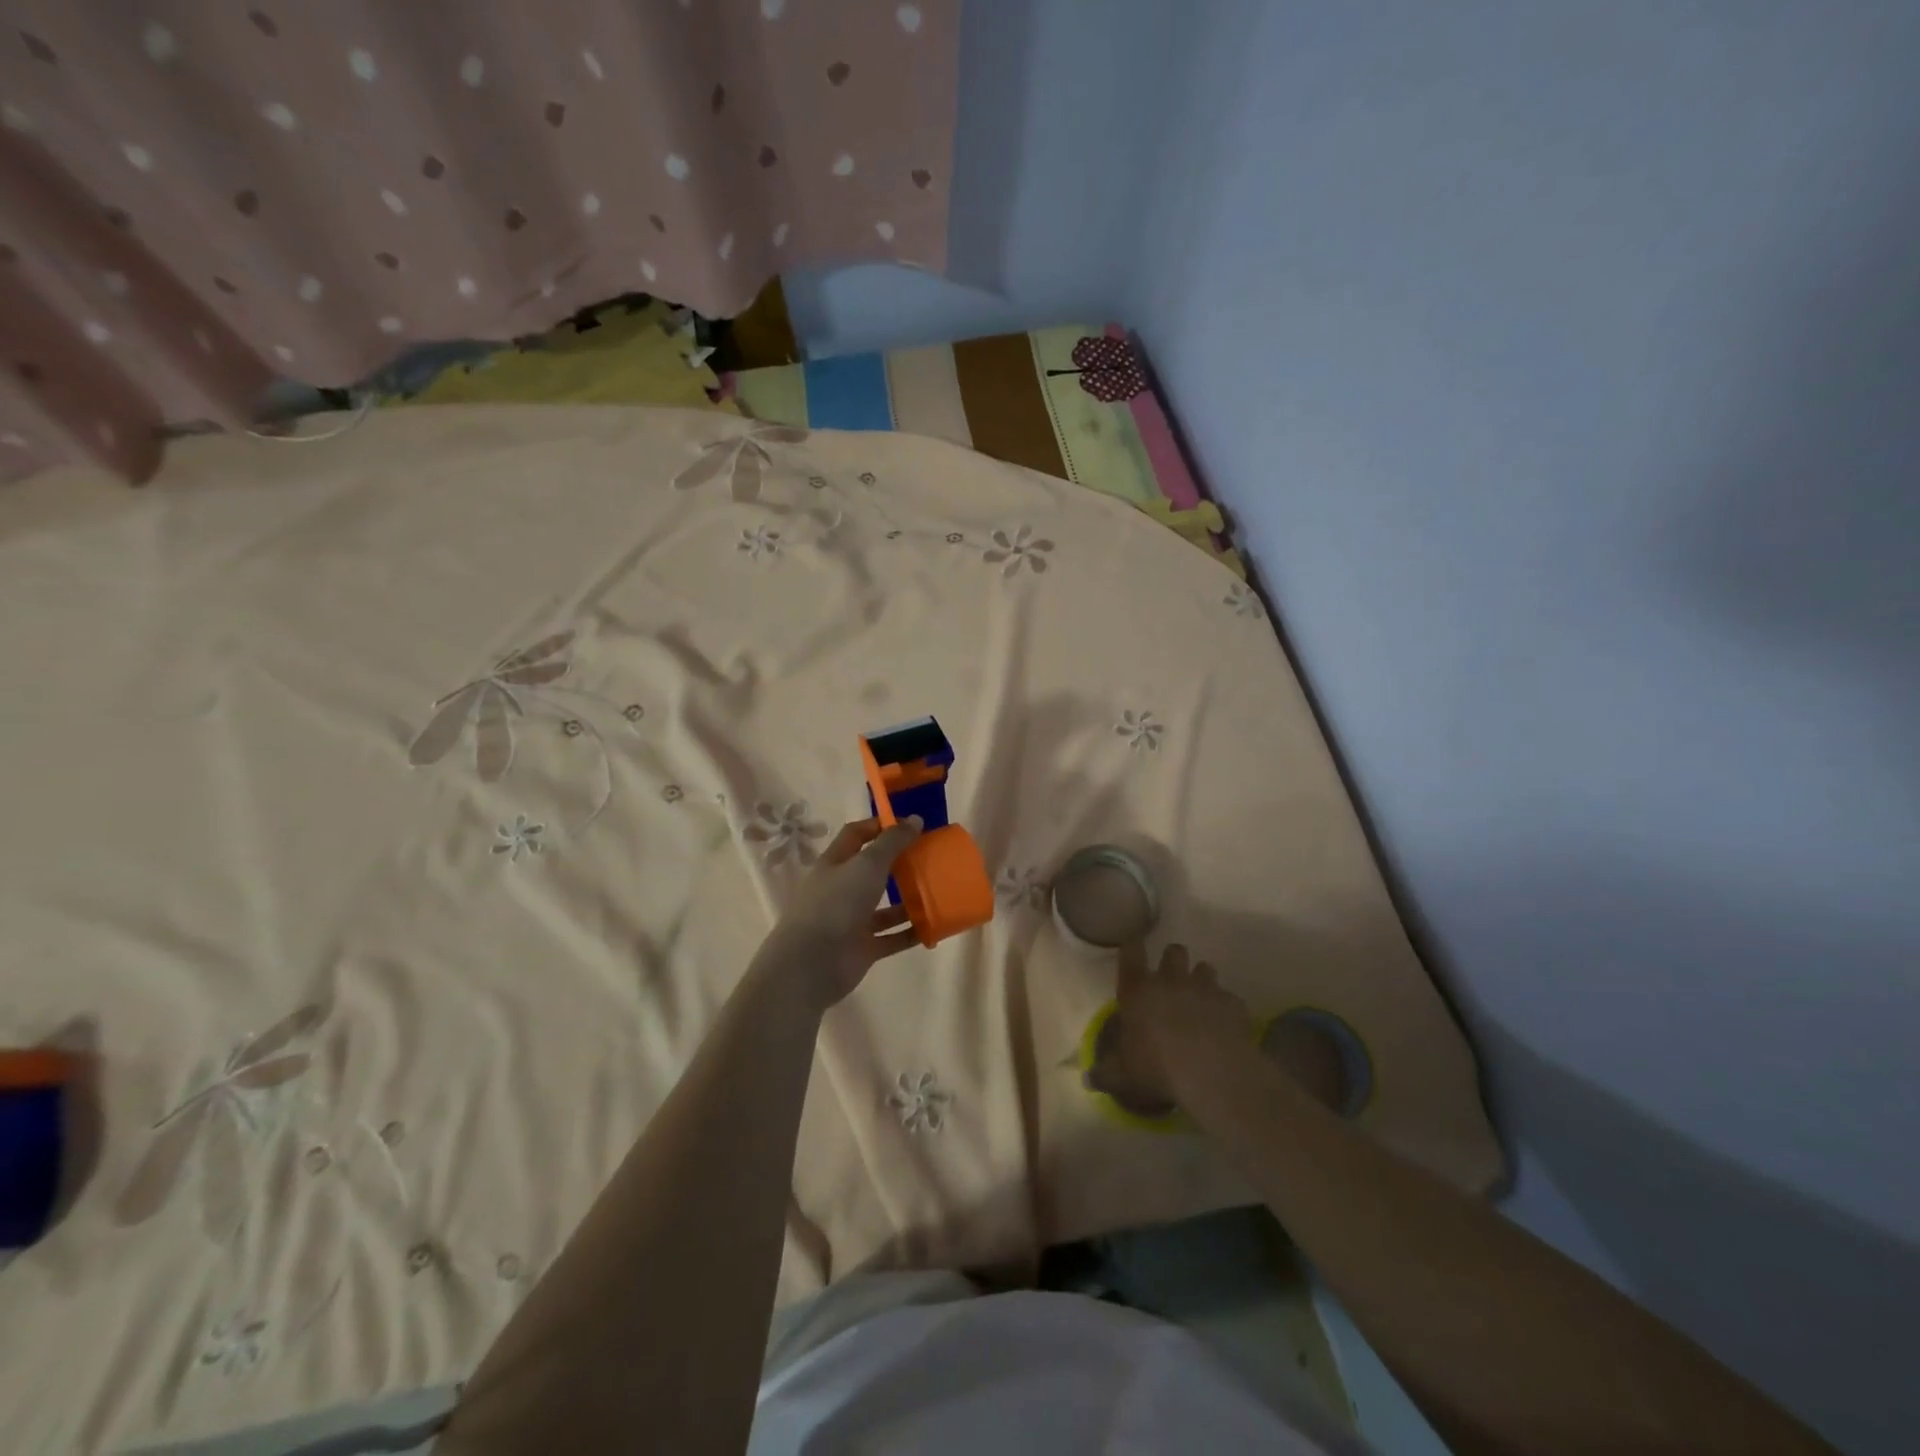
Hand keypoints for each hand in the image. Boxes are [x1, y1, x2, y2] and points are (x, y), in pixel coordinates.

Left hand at [753, 816, 924, 1013]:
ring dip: (909, 899)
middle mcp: (842, 889)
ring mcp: (851, 920)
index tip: (910, 825)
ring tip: (938, 891)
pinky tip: (934, 925)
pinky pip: (892, 937)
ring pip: (884, 906)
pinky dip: (911, 932)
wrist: (812, 963)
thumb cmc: (837, 903)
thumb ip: (892, 842)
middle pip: (872, 870)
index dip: (880, 826)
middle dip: (899, 863)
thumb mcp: (867, 864)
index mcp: (835, 863)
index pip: (856, 835)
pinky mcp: (863, 948)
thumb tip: (915, 819)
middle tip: (930, 857)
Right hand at [1090, 942, 1250, 1108]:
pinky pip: (1229, 998)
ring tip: (1200, 1001)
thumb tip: (1088, 1080)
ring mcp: (1205, 988)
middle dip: (1173, 960)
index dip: (1132, 947)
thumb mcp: (1124, 1075)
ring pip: (1205, 967)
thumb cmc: (1158, 1067)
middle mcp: (1171, 980)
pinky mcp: (1232, 1003)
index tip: (1134, 948)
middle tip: (1172, 980)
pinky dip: (1226, 1008)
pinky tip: (1225, 1027)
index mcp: (1138, 990)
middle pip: (1174, 951)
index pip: (1131, 952)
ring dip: (1201, 980)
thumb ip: (1106, 1074)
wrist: (1211, 1071)